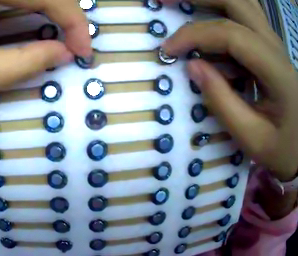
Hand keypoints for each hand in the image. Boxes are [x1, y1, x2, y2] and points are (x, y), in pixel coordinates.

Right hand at [162, 0, 297, 181]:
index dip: (194, 36)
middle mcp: (272, 41)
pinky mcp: (272, 43)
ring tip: (186, 3)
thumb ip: (225, 105)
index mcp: (274, 66)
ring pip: (239, 0)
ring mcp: (272, 38)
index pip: (228, 34)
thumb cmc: (289, 147)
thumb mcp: (258, 141)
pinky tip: (214, 16)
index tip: (170, 49)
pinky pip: (246, 12)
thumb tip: (194, 69)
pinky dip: (225, 8)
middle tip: (166, 1)